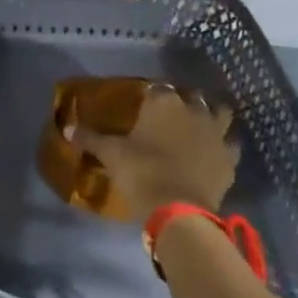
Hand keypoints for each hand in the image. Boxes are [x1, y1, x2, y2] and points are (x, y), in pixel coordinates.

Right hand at [69, 86, 240, 220]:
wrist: (179, 210)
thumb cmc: (141, 172)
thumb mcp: (110, 154)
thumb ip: (90, 138)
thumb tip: (67, 129)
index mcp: (164, 102)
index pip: (158, 87)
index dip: (151, 95)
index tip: (142, 105)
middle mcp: (194, 109)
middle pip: (191, 96)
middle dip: (182, 101)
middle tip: (167, 116)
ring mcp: (217, 133)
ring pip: (221, 113)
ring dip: (211, 115)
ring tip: (198, 126)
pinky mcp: (230, 158)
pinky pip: (231, 144)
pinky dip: (224, 145)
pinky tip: (214, 152)